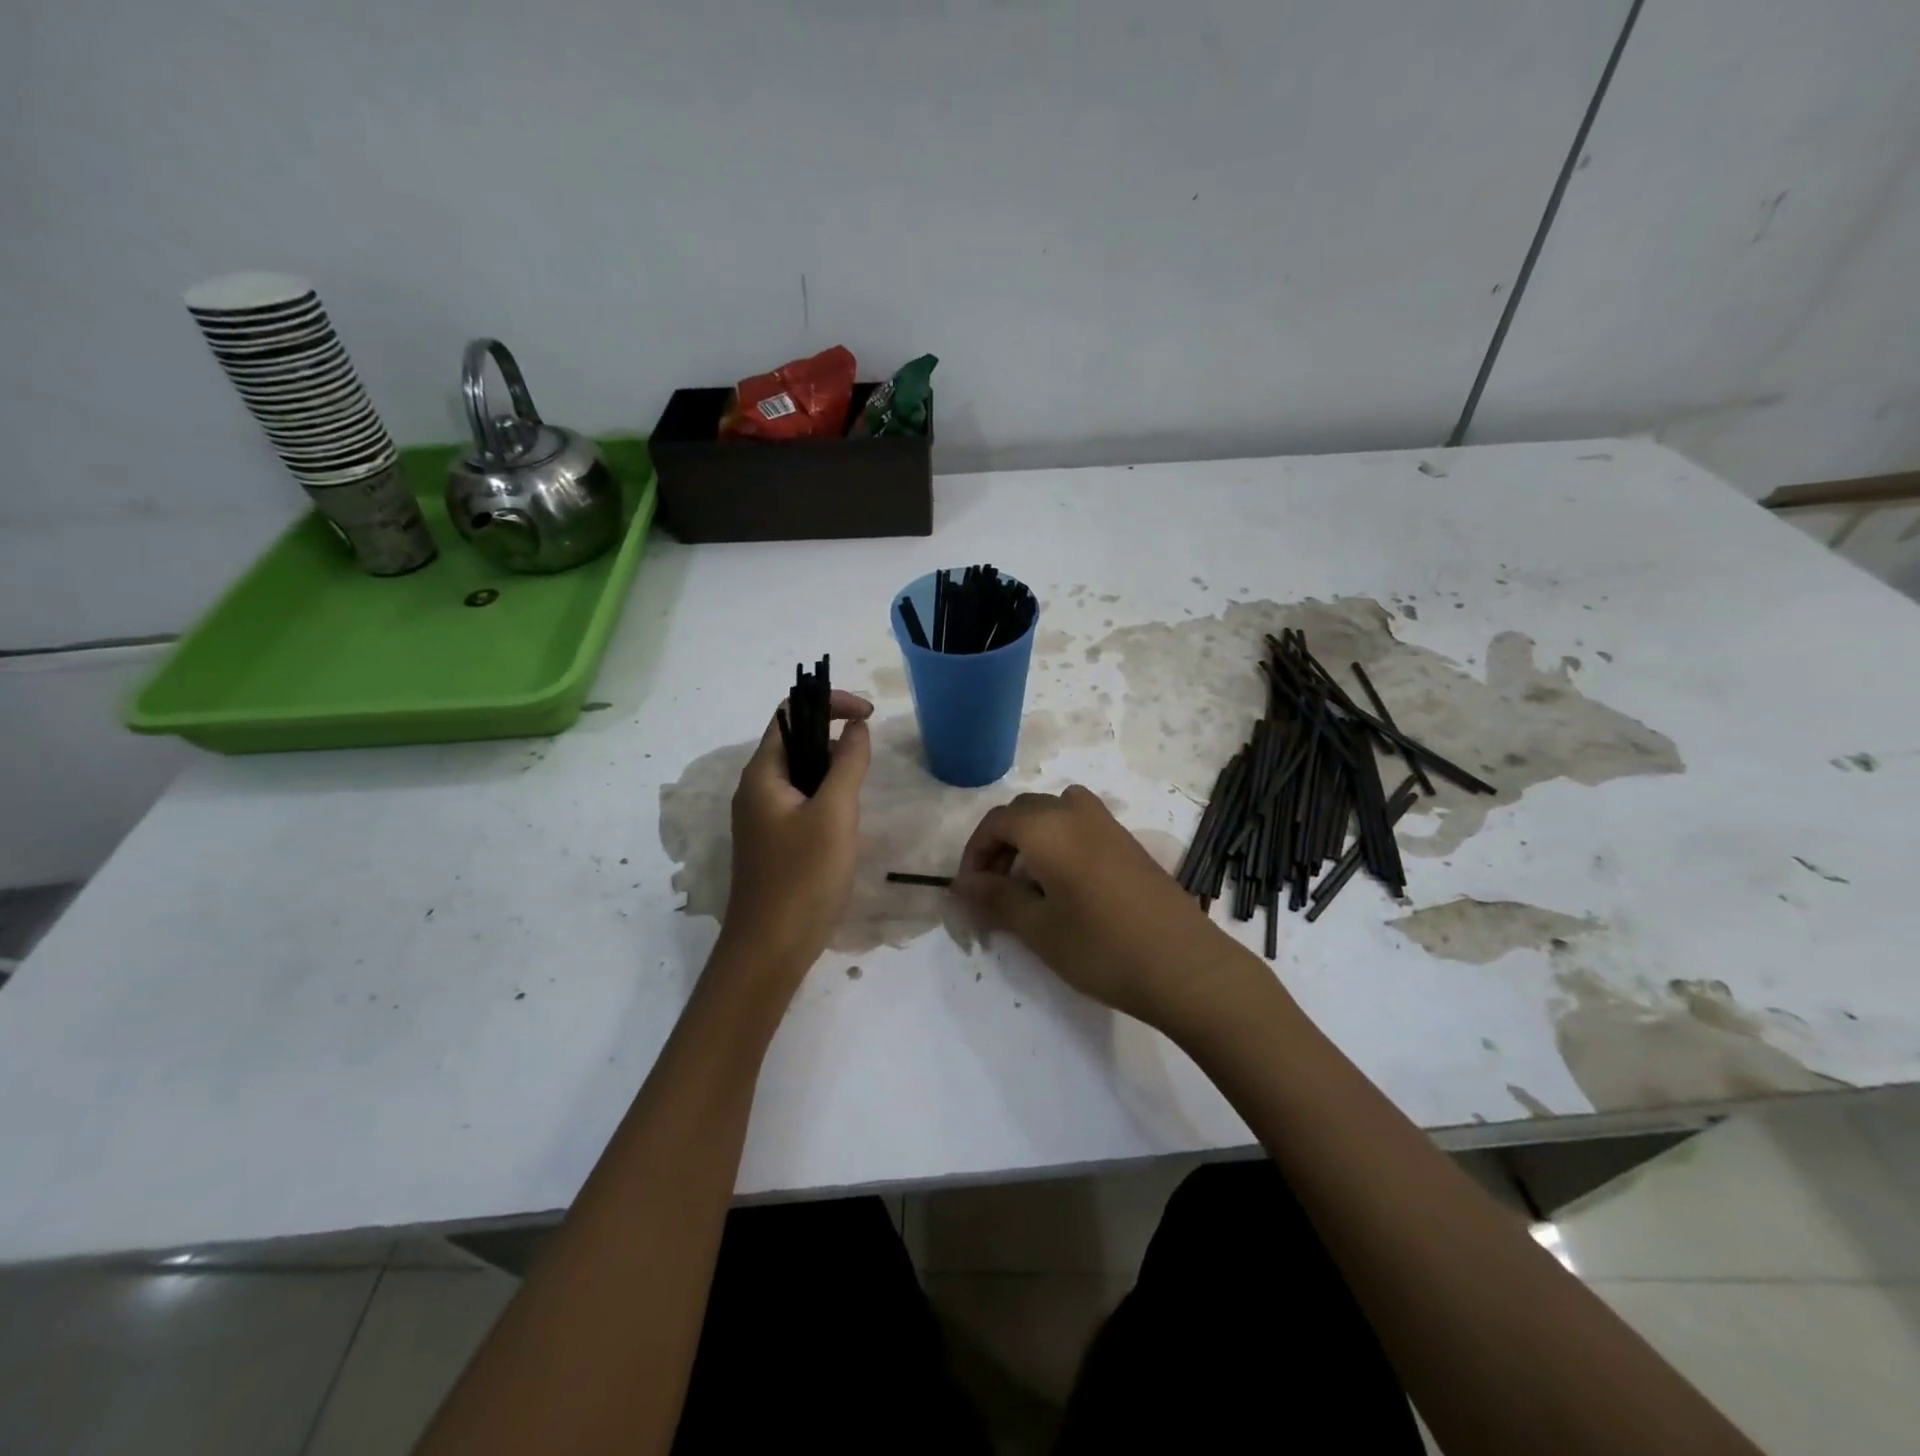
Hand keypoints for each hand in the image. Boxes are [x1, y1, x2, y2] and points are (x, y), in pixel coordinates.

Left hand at [715, 690, 873, 991]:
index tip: (870, 716)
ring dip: (834, 776)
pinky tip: (846, 830)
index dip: (831, 703)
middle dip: (836, 742)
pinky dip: (828, 802)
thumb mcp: (834, 814)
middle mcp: (756, 790)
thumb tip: (858, 727)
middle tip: (866, 769)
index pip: (792, 712)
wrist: (770, 950)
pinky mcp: (774, 844)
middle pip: (797, 743)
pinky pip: (803, 805)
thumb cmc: (803, 877)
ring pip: (803, 777)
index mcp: (762, 774)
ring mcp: (763, 819)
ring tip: (857, 804)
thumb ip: (848, 763)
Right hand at [953, 786, 1243, 1026]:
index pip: (996, 822)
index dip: (975, 853)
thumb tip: (961, 884)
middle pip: (1025, 811)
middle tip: (994, 889)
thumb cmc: (1101, 948)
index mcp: (1048, 827)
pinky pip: (1081, 825)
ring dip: (1032, 838)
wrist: (1185, 966)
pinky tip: (1067, 886)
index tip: (969, 891)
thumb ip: (995, 898)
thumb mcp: (1038, 928)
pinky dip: (1061, 842)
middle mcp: (1077, 813)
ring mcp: (1109, 825)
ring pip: (1055, 813)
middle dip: (1001, 844)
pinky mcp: (1130, 843)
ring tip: (1029, 883)